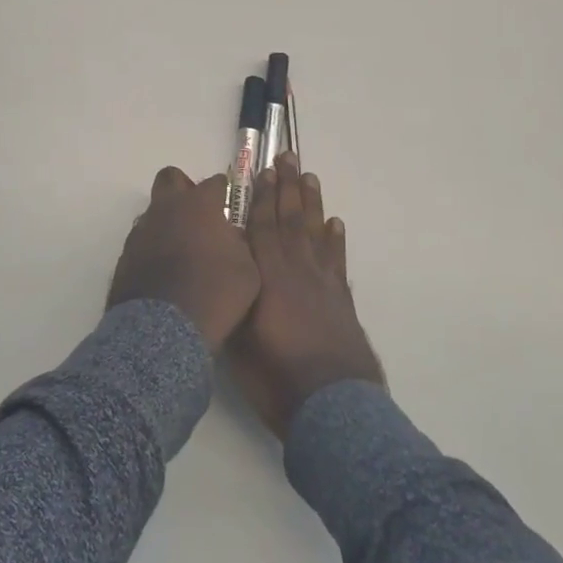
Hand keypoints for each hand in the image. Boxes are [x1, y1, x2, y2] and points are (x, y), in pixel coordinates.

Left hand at [109, 167, 260, 351]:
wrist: (164, 330)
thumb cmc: (215, 295)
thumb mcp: (247, 270)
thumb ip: (239, 243)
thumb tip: (230, 235)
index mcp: (200, 205)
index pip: (215, 182)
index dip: (224, 191)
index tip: (230, 204)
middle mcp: (167, 208)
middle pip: (171, 178)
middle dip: (184, 188)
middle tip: (198, 214)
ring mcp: (142, 230)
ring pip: (154, 211)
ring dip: (167, 221)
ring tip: (182, 251)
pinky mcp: (125, 254)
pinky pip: (142, 240)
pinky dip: (153, 248)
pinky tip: (164, 271)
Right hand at [227, 154, 384, 438]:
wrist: (332, 405)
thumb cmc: (276, 377)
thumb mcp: (239, 338)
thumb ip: (232, 299)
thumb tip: (222, 272)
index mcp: (268, 277)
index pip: (262, 227)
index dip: (262, 198)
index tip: (263, 171)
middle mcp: (296, 270)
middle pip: (290, 220)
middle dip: (287, 187)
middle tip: (288, 157)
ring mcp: (322, 283)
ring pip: (315, 232)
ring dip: (311, 203)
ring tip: (309, 177)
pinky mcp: (341, 300)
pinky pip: (336, 260)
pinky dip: (335, 239)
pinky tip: (335, 223)